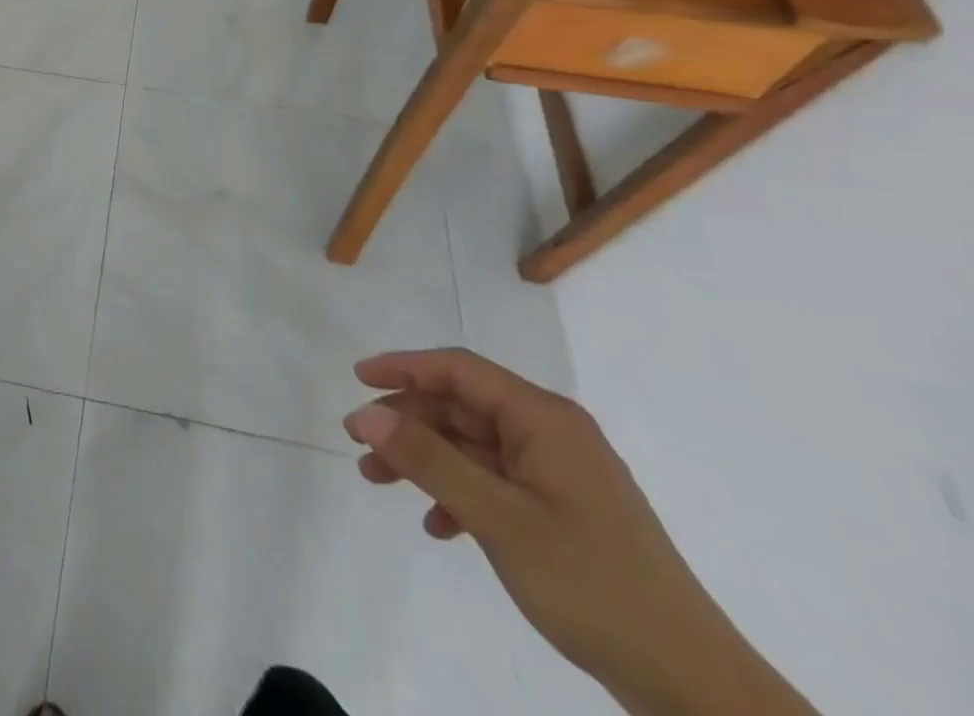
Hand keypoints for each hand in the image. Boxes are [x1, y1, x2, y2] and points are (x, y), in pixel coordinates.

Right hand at [344, 349, 816, 715]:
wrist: (693, 686)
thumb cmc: (592, 584)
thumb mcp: (499, 518)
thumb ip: (429, 460)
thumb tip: (367, 414)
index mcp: (544, 418)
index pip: (459, 369)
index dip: (404, 368)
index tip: (358, 380)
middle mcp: (551, 433)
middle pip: (461, 407)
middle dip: (407, 422)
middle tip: (359, 444)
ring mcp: (559, 474)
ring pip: (473, 446)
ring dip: (426, 459)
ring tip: (379, 480)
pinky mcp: (563, 511)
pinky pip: (495, 483)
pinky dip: (459, 494)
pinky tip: (438, 525)